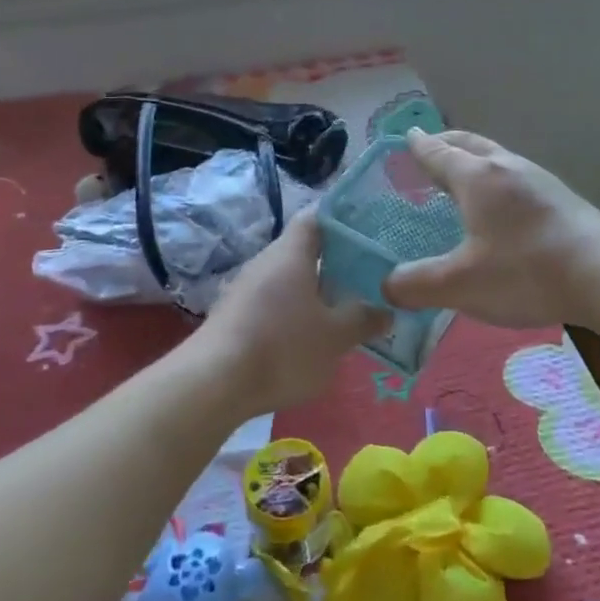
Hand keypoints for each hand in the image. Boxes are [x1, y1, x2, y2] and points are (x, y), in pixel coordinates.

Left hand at [199, 212, 388, 411]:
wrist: (213, 383)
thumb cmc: (282, 347)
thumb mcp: (335, 337)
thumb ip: (363, 320)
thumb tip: (386, 310)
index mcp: (291, 253)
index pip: (317, 216)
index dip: (343, 217)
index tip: (371, 227)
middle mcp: (266, 262)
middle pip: (305, 250)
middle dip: (337, 261)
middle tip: (370, 275)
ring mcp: (246, 289)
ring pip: (290, 279)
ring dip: (317, 290)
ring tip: (348, 308)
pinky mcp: (235, 316)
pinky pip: (274, 303)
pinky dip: (296, 312)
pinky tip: (312, 336)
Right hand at [383, 129, 599, 328]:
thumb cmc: (525, 271)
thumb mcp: (460, 284)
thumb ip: (417, 284)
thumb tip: (386, 286)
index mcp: (476, 177)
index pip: (438, 153)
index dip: (418, 146)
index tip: (405, 136)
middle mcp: (506, 167)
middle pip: (469, 144)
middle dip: (445, 143)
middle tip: (428, 147)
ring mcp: (538, 180)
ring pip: (496, 157)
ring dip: (473, 160)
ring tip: (461, 177)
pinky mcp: (560, 198)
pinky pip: (515, 175)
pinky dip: (495, 178)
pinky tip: (500, 205)